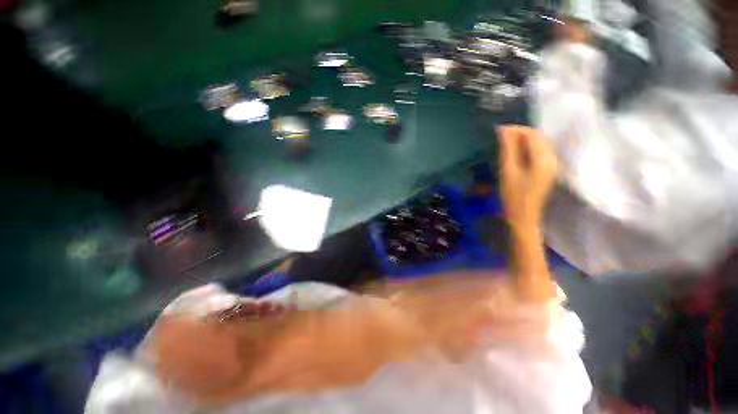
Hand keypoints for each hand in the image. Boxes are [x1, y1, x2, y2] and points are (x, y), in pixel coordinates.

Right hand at [497, 125, 556, 230]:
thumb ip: (508, 149)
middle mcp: (552, 158)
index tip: (498, 130)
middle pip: (538, 137)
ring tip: (504, 143)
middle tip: (500, 136)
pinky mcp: (547, 169)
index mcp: (543, 159)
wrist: (523, 217)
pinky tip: (514, 152)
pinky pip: (538, 151)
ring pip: (538, 143)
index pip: (532, 134)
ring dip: (522, 140)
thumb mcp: (508, 171)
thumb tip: (503, 130)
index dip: (515, 129)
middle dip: (519, 133)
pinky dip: (526, 148)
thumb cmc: (513, 196)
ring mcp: (551, 164)